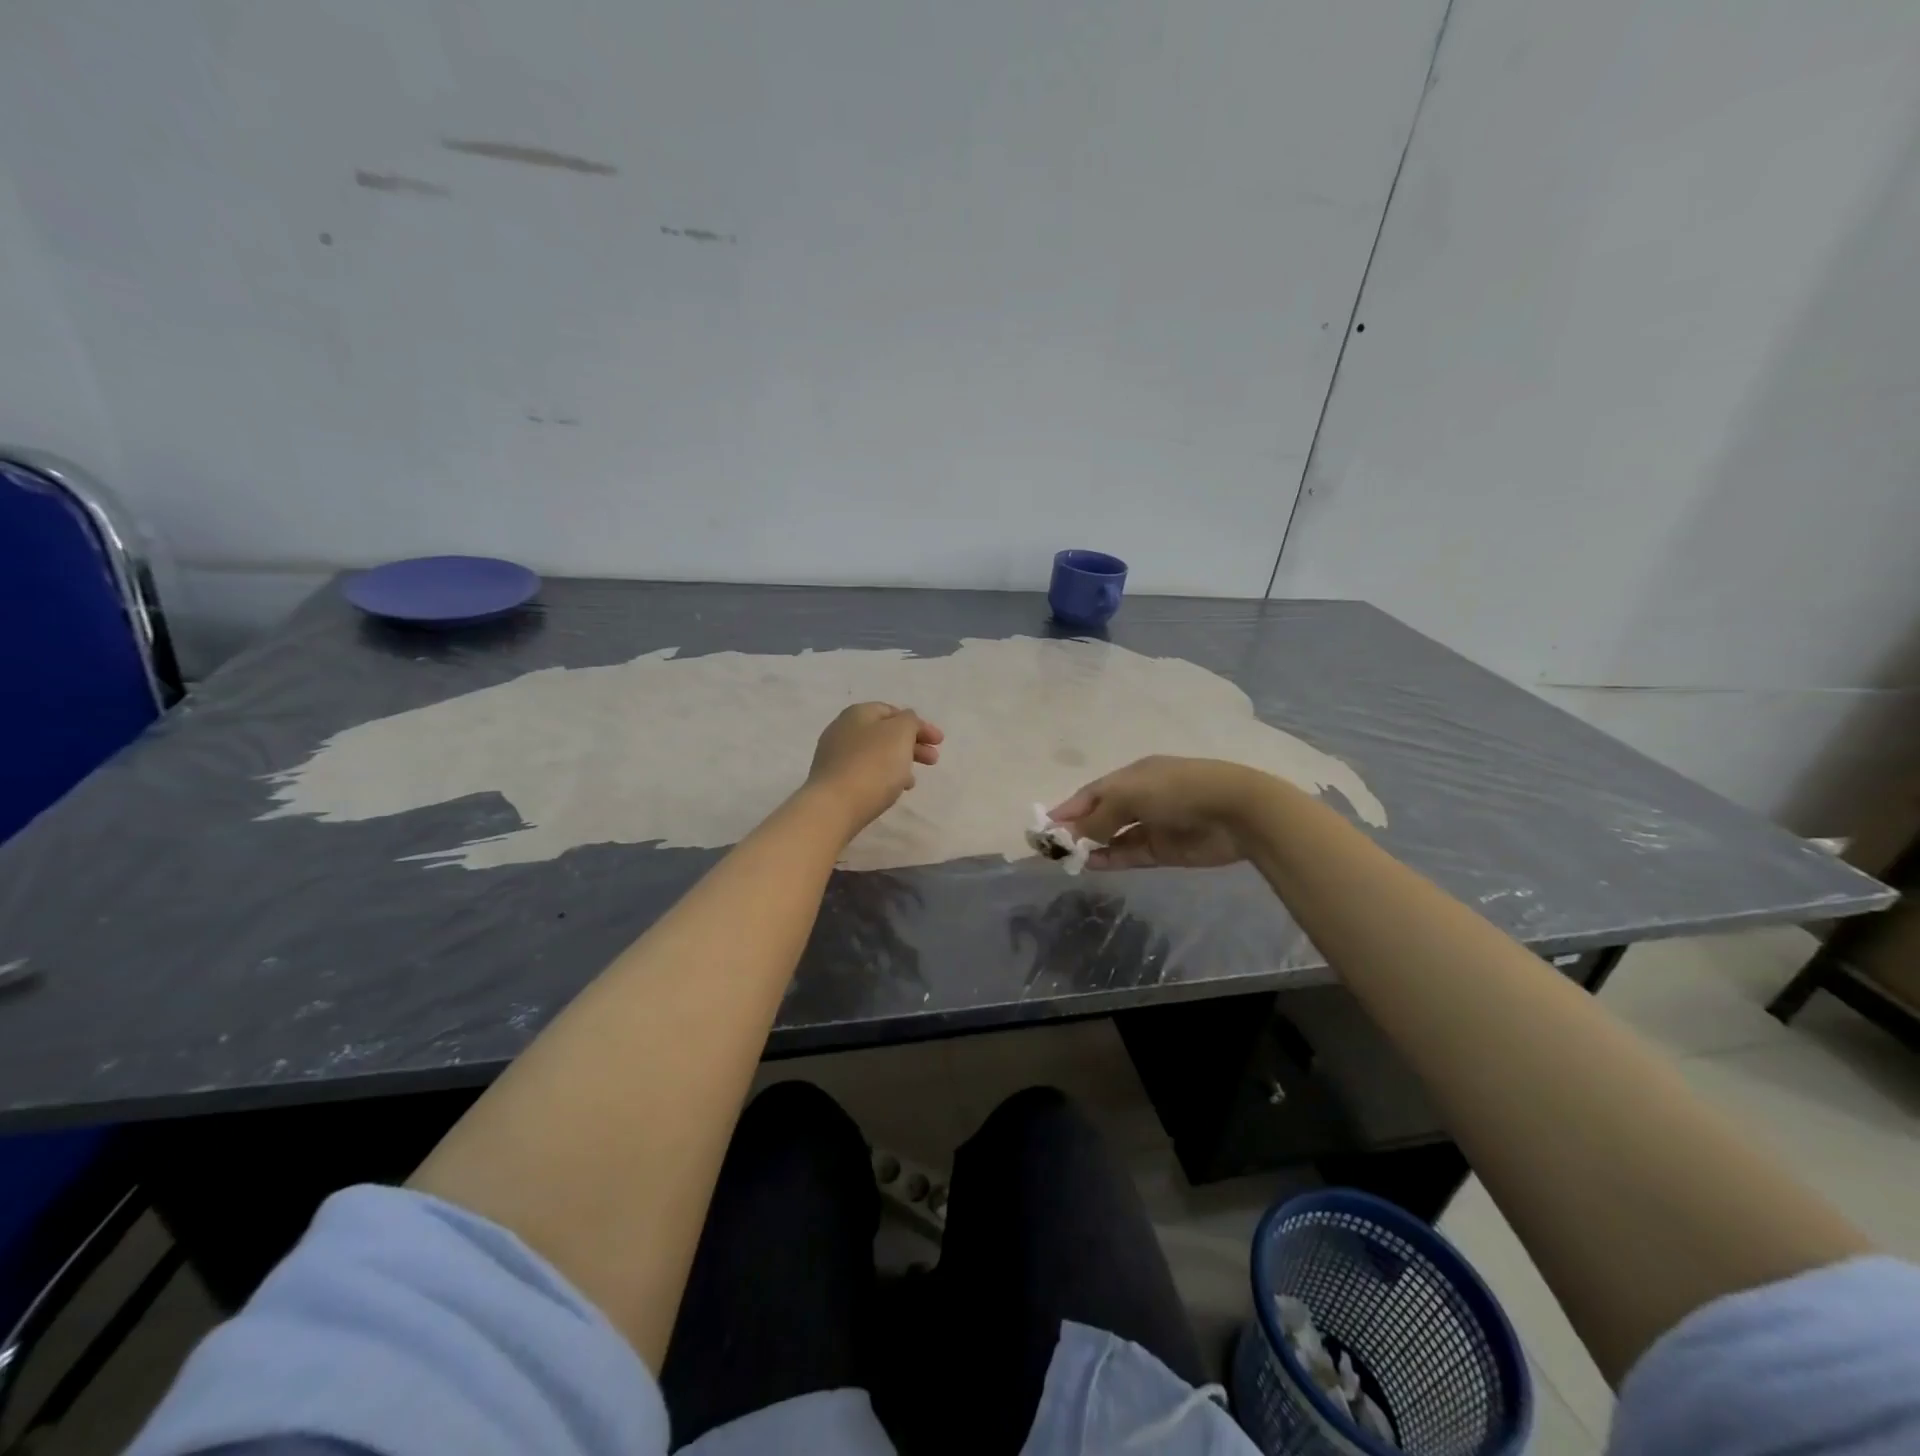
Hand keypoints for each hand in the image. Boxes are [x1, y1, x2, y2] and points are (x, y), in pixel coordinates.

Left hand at [806, 703, 942, 836]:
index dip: (918, 724)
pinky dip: (883, 776)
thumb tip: (906, 722)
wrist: (834, 807)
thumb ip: (909, 721)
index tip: (939, 742)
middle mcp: (842, 729)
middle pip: (885, 733)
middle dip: (912, 745)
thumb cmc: (873, 765)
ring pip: (876, 754)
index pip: (893, 711)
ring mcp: (834, 756)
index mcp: (858, 713)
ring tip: (913, 781)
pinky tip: (893, 791)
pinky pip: (865, 772)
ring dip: (899, 762)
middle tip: (933, 760)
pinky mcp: (833, 780)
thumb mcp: (900, 733)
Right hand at [1048, 756, 1261, 869]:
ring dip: (1091, 846)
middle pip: (1100, 815)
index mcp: (1131, 776)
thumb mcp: (1130, 796)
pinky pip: (1130, 854)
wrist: (1235, 811)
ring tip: (1067, 859)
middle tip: (1051, 849)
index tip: (1043, 827)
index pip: (1091, 793)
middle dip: (1076, 830)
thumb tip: (1072, 836)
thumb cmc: (1177, 790)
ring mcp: (1152, 825)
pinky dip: (1110, 859)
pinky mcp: (1164, 849)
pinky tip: (1091, 864)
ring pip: (1113, 837)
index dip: (1068, 809)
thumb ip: (1098, 818)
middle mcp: (1139, 798)